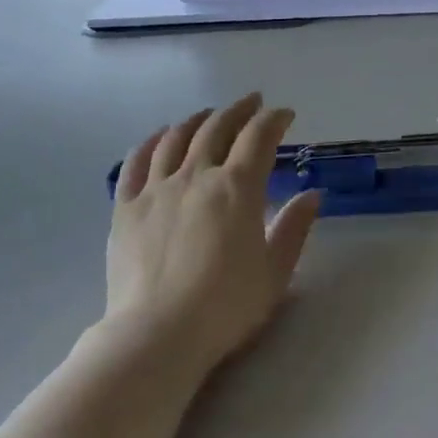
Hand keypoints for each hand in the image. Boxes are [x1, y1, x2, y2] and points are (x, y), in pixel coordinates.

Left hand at [107, 93, 320, 374]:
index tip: (285, 115)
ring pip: (176, 138)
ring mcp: (156, 188)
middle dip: (239, 110)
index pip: (259, 137)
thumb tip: (311, 195)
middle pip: (217, 128)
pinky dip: (151, 142)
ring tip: (207, 115)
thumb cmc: (225, 306)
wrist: (157, 334)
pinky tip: (159, 137)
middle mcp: (196, 175)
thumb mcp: (275, 271)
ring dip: (197, 120)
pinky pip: (136, 162)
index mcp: (237, 188)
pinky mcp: (126, 207)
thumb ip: (294, 228)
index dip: (274, 120)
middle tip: (252, 103)